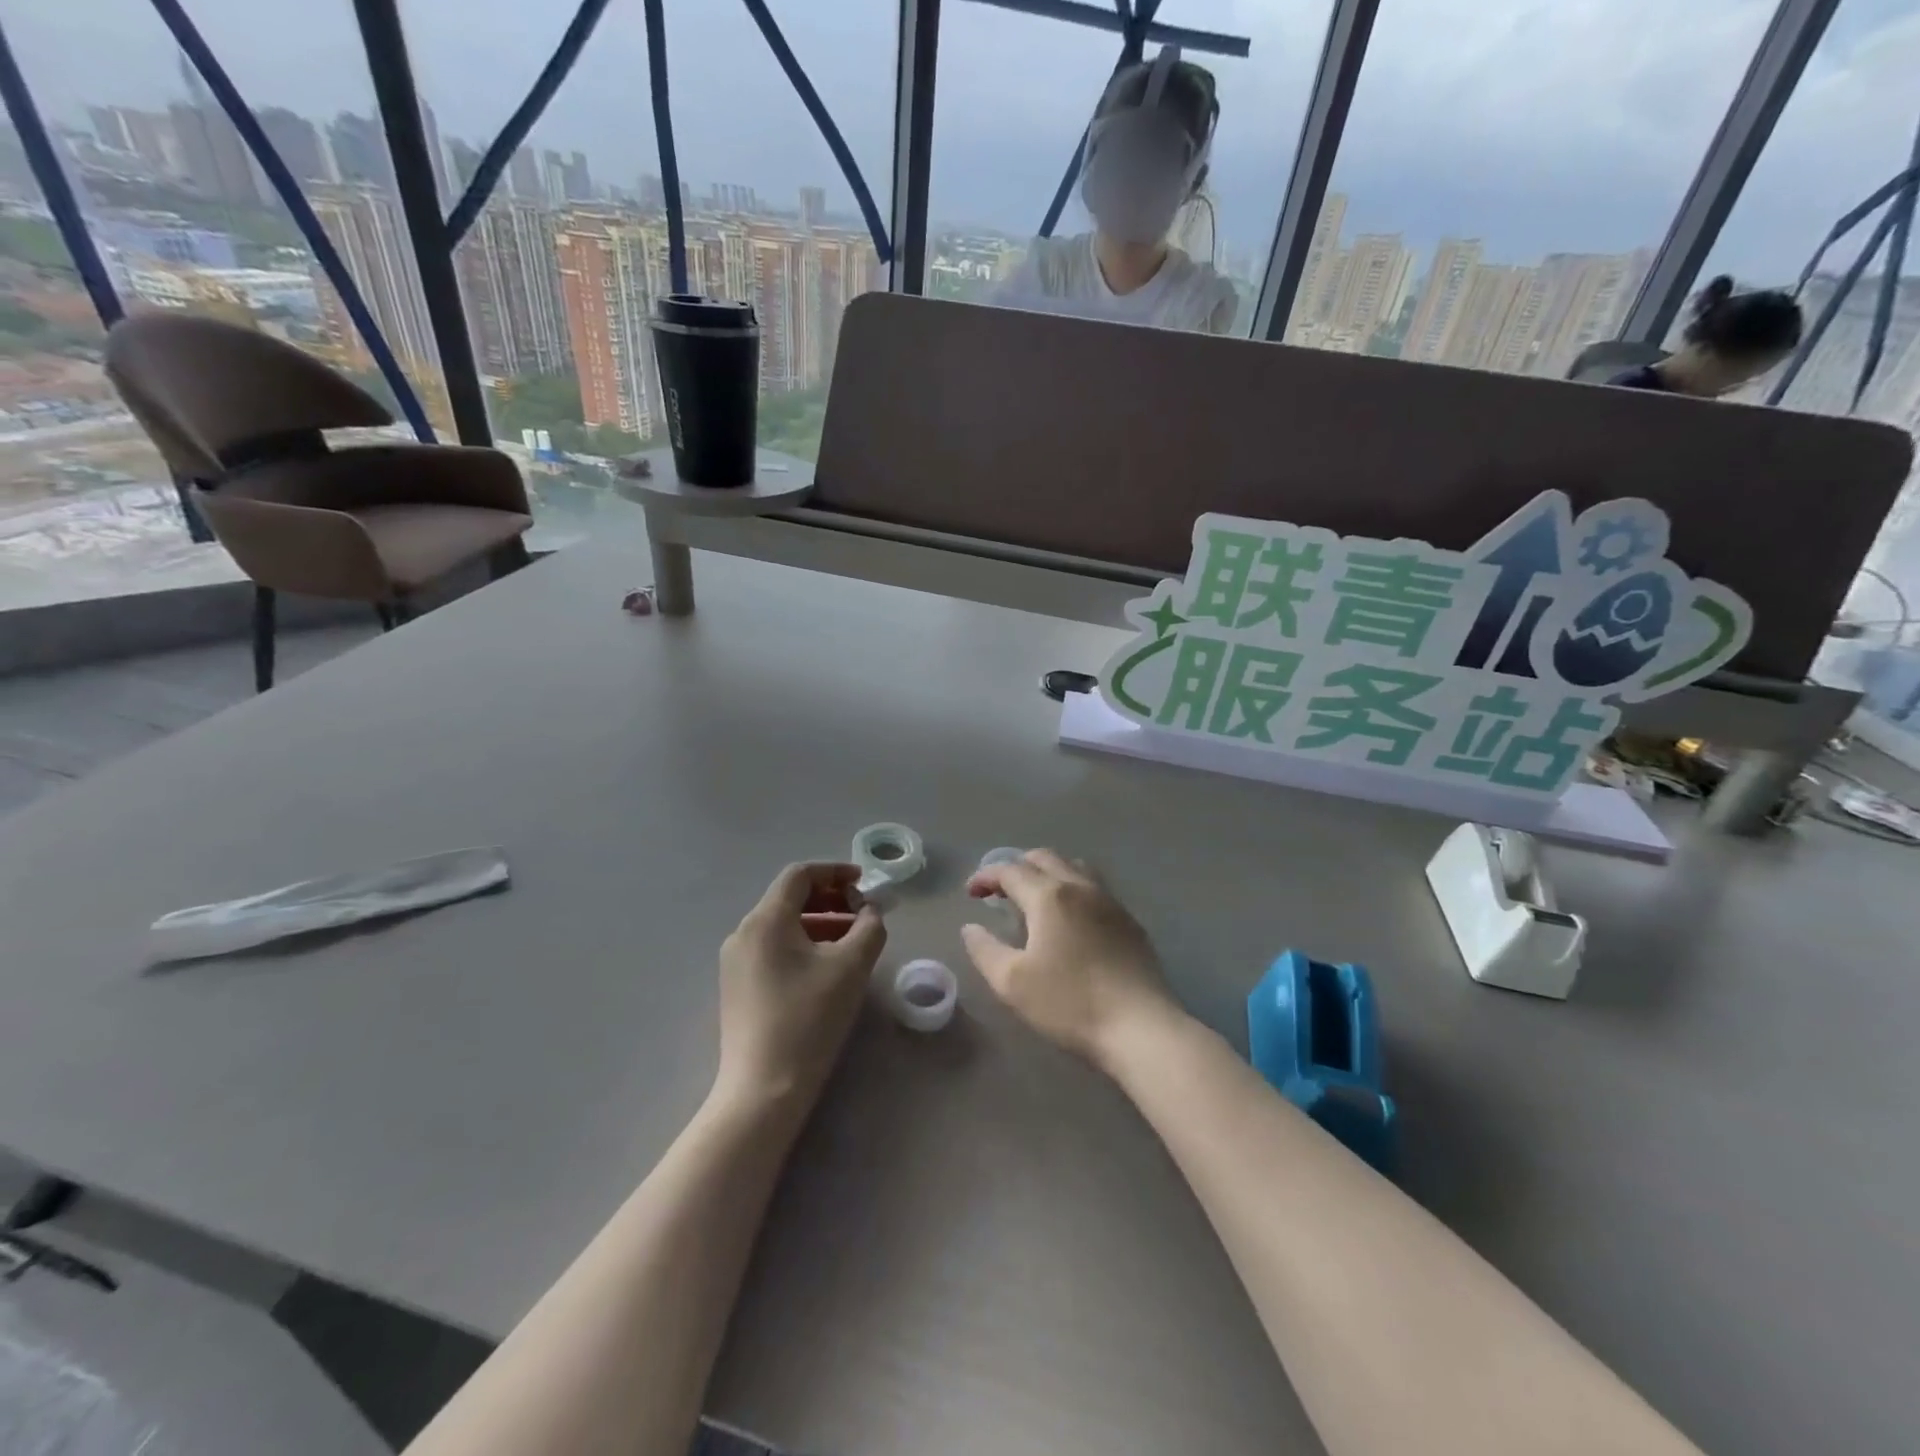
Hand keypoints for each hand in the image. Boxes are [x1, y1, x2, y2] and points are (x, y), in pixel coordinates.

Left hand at [715, 863, 886, 1117]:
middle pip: (789, 898)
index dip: (835, 872)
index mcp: (766, 919)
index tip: (865, 883)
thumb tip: (870, 911)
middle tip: (863, 913)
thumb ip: (869, 927)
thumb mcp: (851, 967)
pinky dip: (802, 944)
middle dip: (831, 899)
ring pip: (782, 925)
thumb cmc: (810, 1019)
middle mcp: (743, 932)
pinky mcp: (737, 986)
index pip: (800, 875)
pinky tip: (826, 967)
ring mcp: (735, 961)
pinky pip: (773, 948)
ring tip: (852, 941)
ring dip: (819, 922)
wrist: (764, 1089)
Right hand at [961, 850, 1178, 1067]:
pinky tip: (1070, 918)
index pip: (1010, 870)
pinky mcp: (1129, 920)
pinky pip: (1094, 887)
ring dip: (1047, 872)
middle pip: (1043, 858)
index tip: (970, 893)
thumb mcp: (1012, 983)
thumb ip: (985, 950)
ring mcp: (1109, 901)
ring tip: (1034, 898)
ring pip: (1073, 866)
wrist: (1140, 1026)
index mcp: (1049, 896)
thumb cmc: (1069, 1004)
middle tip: (999, 891)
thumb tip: (971, 927)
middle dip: (1016, 867)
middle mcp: (1080, 887)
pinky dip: (1072, 887)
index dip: (985, 876)